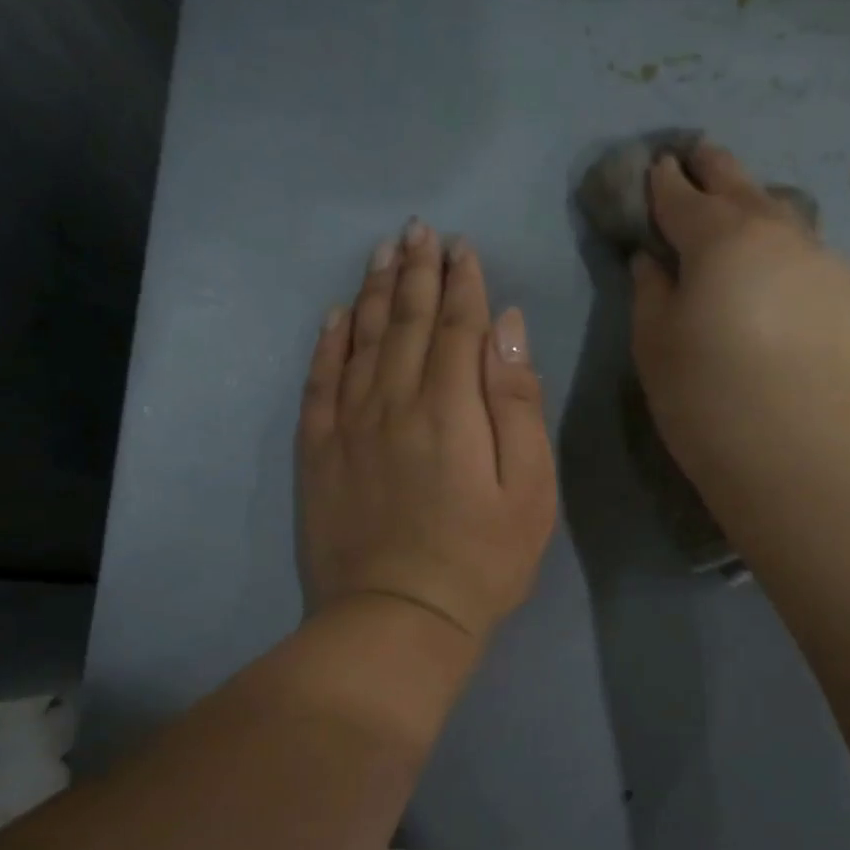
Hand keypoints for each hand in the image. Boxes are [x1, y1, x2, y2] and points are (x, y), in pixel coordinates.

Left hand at [299, 220, 557, 641]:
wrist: (399, 619)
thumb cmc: (482, 561)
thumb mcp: (530, 490)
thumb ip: (517, 403)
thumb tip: (506, 327)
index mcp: (451, 408)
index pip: (456, 326)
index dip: (461, 283)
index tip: (462, 248)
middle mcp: (394, 401)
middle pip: (404, 321)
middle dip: (415, 271)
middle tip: (418, 230)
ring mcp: (349, 425)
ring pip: (360, 340)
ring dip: (373, 292)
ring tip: (381, 253)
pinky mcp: (318, 453)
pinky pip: (319, 382)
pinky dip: (327, 344)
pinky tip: (334, 317)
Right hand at [629, 142, 849, 498]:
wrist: (802, 459)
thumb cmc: (708, 402)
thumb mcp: (655, 349)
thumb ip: (650, 294)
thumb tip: (652, 260)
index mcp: (722, 241)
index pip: (683, 198)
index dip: (664, 182)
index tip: (657, 166)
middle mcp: (784, 238)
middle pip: (743, 189)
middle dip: (715, 169)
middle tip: (700, 157)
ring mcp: (834, 269)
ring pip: (791, 230)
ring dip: (764, 222)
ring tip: (750, 232)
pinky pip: (822, 279)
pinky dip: (798, 279)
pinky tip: (793, 312)